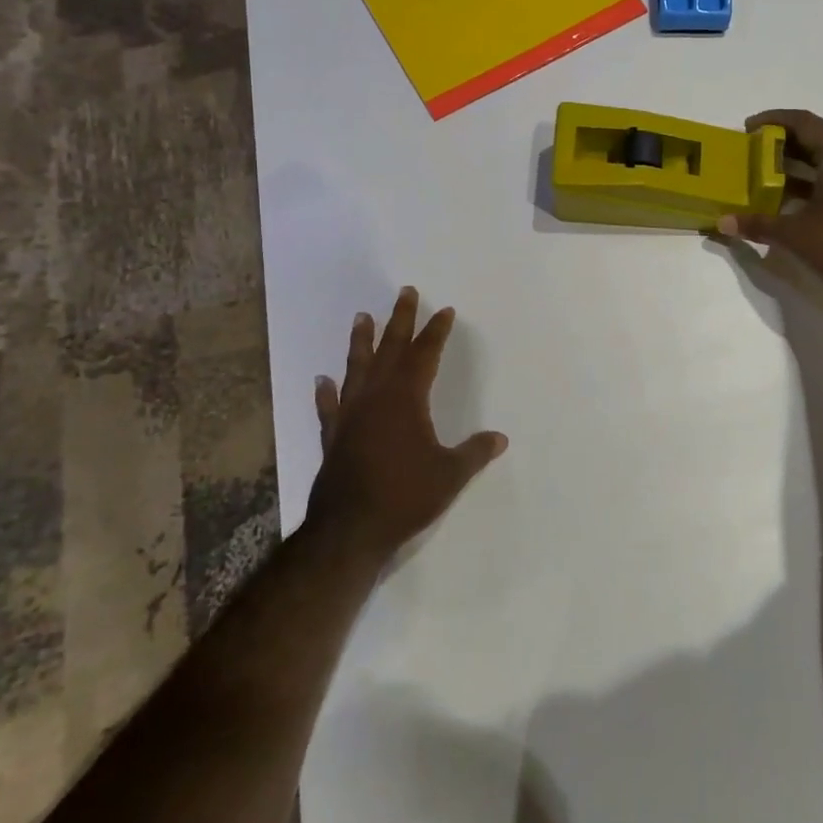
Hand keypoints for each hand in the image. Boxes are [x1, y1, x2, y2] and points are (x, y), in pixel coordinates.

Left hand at [307, 287, 507, 562]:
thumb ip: (475, 452)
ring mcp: (350, 415)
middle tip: (405, 292)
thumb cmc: (405, 496)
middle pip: (390, 349)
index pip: (425, 354)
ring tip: (361, 317)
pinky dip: (326, 392)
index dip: (436, 331)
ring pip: (356, 368)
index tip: (445, 311)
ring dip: (361, 342)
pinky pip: (329, 406)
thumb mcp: (450, 475)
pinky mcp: (333, 436)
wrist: (349, 530)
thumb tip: (500, 438)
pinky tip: (322, 380)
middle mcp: (376, 397)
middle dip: (400, 320)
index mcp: (406, 399)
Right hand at [718, 109, 822, 304]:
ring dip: (795, 163)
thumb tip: (723, 222)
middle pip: (815, 138)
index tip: (747, 129)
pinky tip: (790, 201)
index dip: (773, 120)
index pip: (804, 122)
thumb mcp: (794, 234)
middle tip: (751, 152)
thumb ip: (758, 224)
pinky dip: (811, 181)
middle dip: (781, 142)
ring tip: (764, 176)